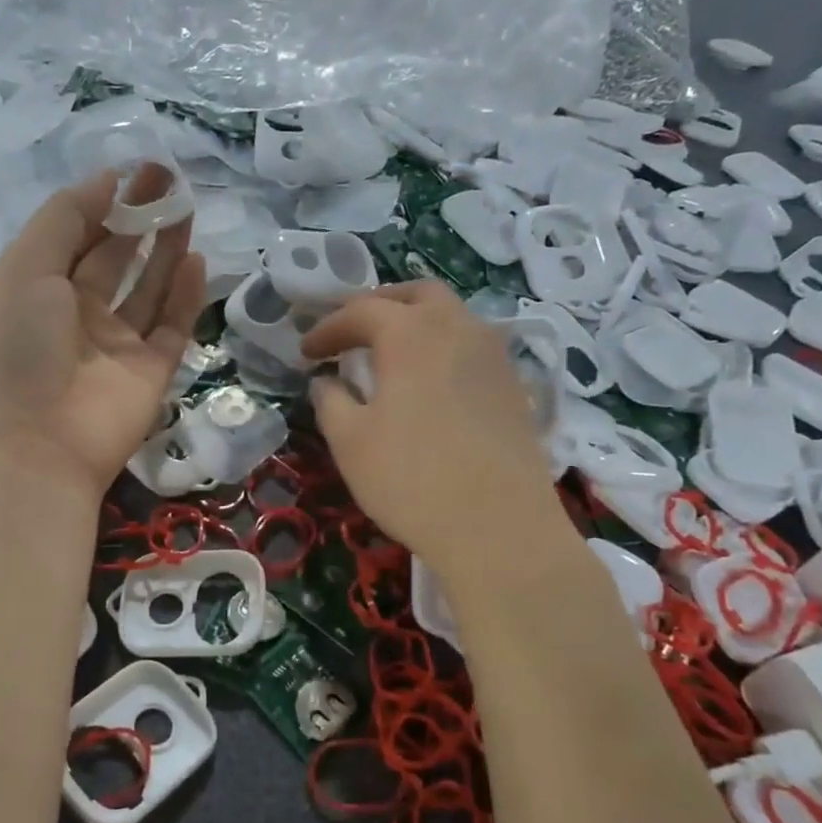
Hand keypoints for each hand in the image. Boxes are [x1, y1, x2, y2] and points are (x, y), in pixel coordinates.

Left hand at [0, 168, 205, 500]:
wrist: (37, 445)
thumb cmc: (18, 348)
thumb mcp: (26, 268)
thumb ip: (66, 219)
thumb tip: (109, 181)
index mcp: (36, 291)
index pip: (73, 236)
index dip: (102, 202)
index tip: (135, 170)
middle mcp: (76, 316)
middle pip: (114, 258)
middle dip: (139, 218)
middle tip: (170, 180)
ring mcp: (115, 347)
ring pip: (147, 290)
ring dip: (165, 249)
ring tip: (187, 208)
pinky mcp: (150, 373)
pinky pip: (172, 327)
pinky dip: (185, 296)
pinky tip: (197, 261)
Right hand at [301, 283, 572, 578]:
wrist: (499, 528)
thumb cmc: (411, 480)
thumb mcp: (350, 441)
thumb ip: (330, 400)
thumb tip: (327, 381)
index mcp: (412, 333)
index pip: (361, 311)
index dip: (328, 328)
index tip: (306, 352)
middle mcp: (458, 328)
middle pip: (416, 294)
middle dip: (378, 305)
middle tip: (352, 332)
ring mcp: (494, 355)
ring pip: (452, 315)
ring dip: (416, 322)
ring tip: (390, 353)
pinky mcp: (514, 385)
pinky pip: (473, 345)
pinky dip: (443, 347)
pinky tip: (430, 381)